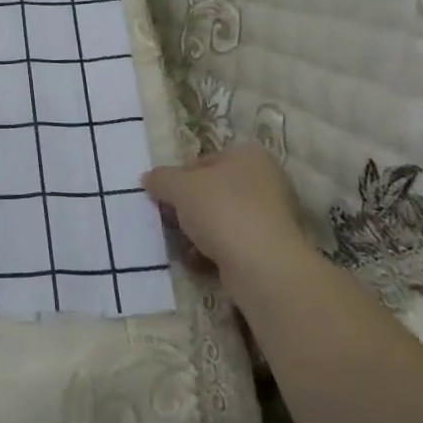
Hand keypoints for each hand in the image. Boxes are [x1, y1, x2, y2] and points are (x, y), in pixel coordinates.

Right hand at [144, 144, 310, 277]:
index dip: (178, 179)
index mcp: (249, 155)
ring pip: (222, 219)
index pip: (203, 162)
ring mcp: (273, 217)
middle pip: (212, 191)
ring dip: (199, 232)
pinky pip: (233, 244)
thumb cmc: (222, 211)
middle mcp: (266, 181)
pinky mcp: (272, 249)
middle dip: (189, 208)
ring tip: (183, 245)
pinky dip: (215, 251)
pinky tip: (199, 262)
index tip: (165, 198)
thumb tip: (150, 179)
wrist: (262, 267)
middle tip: (171, 222)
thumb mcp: (179, 187)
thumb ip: (161, 178)